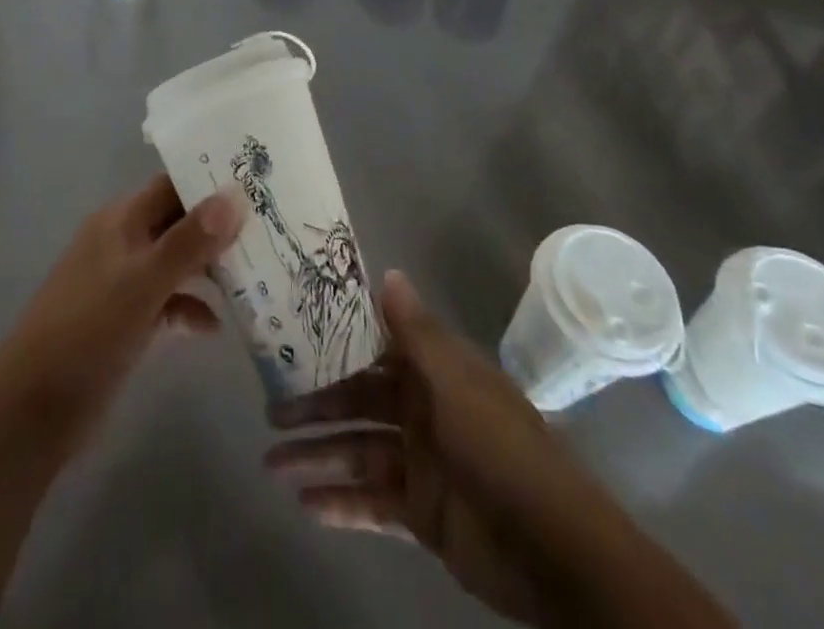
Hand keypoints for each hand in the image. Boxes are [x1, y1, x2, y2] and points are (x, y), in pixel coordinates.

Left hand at [0, 173, 242, 449]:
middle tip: (268, 229)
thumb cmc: (88, 331)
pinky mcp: (125, 320)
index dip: (210, 181)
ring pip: (176, 262)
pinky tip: (215, 327)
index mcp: (120, 221)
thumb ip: (189, 241)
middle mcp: (122, 242)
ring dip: (209, 268)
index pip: (172, 186)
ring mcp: (123, 283)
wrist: (31, 410)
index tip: (256, 182)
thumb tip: (235, 195)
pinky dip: (190, 308)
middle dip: (218, 227)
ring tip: (255, 276)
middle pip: (178, 222)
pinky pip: (167, 301)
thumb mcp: (143, 284)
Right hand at [266, 271, 732, 628]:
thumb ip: (417, 332)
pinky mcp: (420, 512)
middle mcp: (423, 409)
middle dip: (316, 406)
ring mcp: (420, 462)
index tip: (294, 338)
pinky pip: (370, 502)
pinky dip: (340, 503)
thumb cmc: (500, 448)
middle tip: (269, 412)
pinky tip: (304, 505)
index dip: (337, 342)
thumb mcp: (456, 383)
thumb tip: (388, 271)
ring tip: (271, 464)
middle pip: (358, 401)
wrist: (554, 550)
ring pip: (357, 451)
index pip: (376, 346)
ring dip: (317, 456)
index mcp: (434, 371)